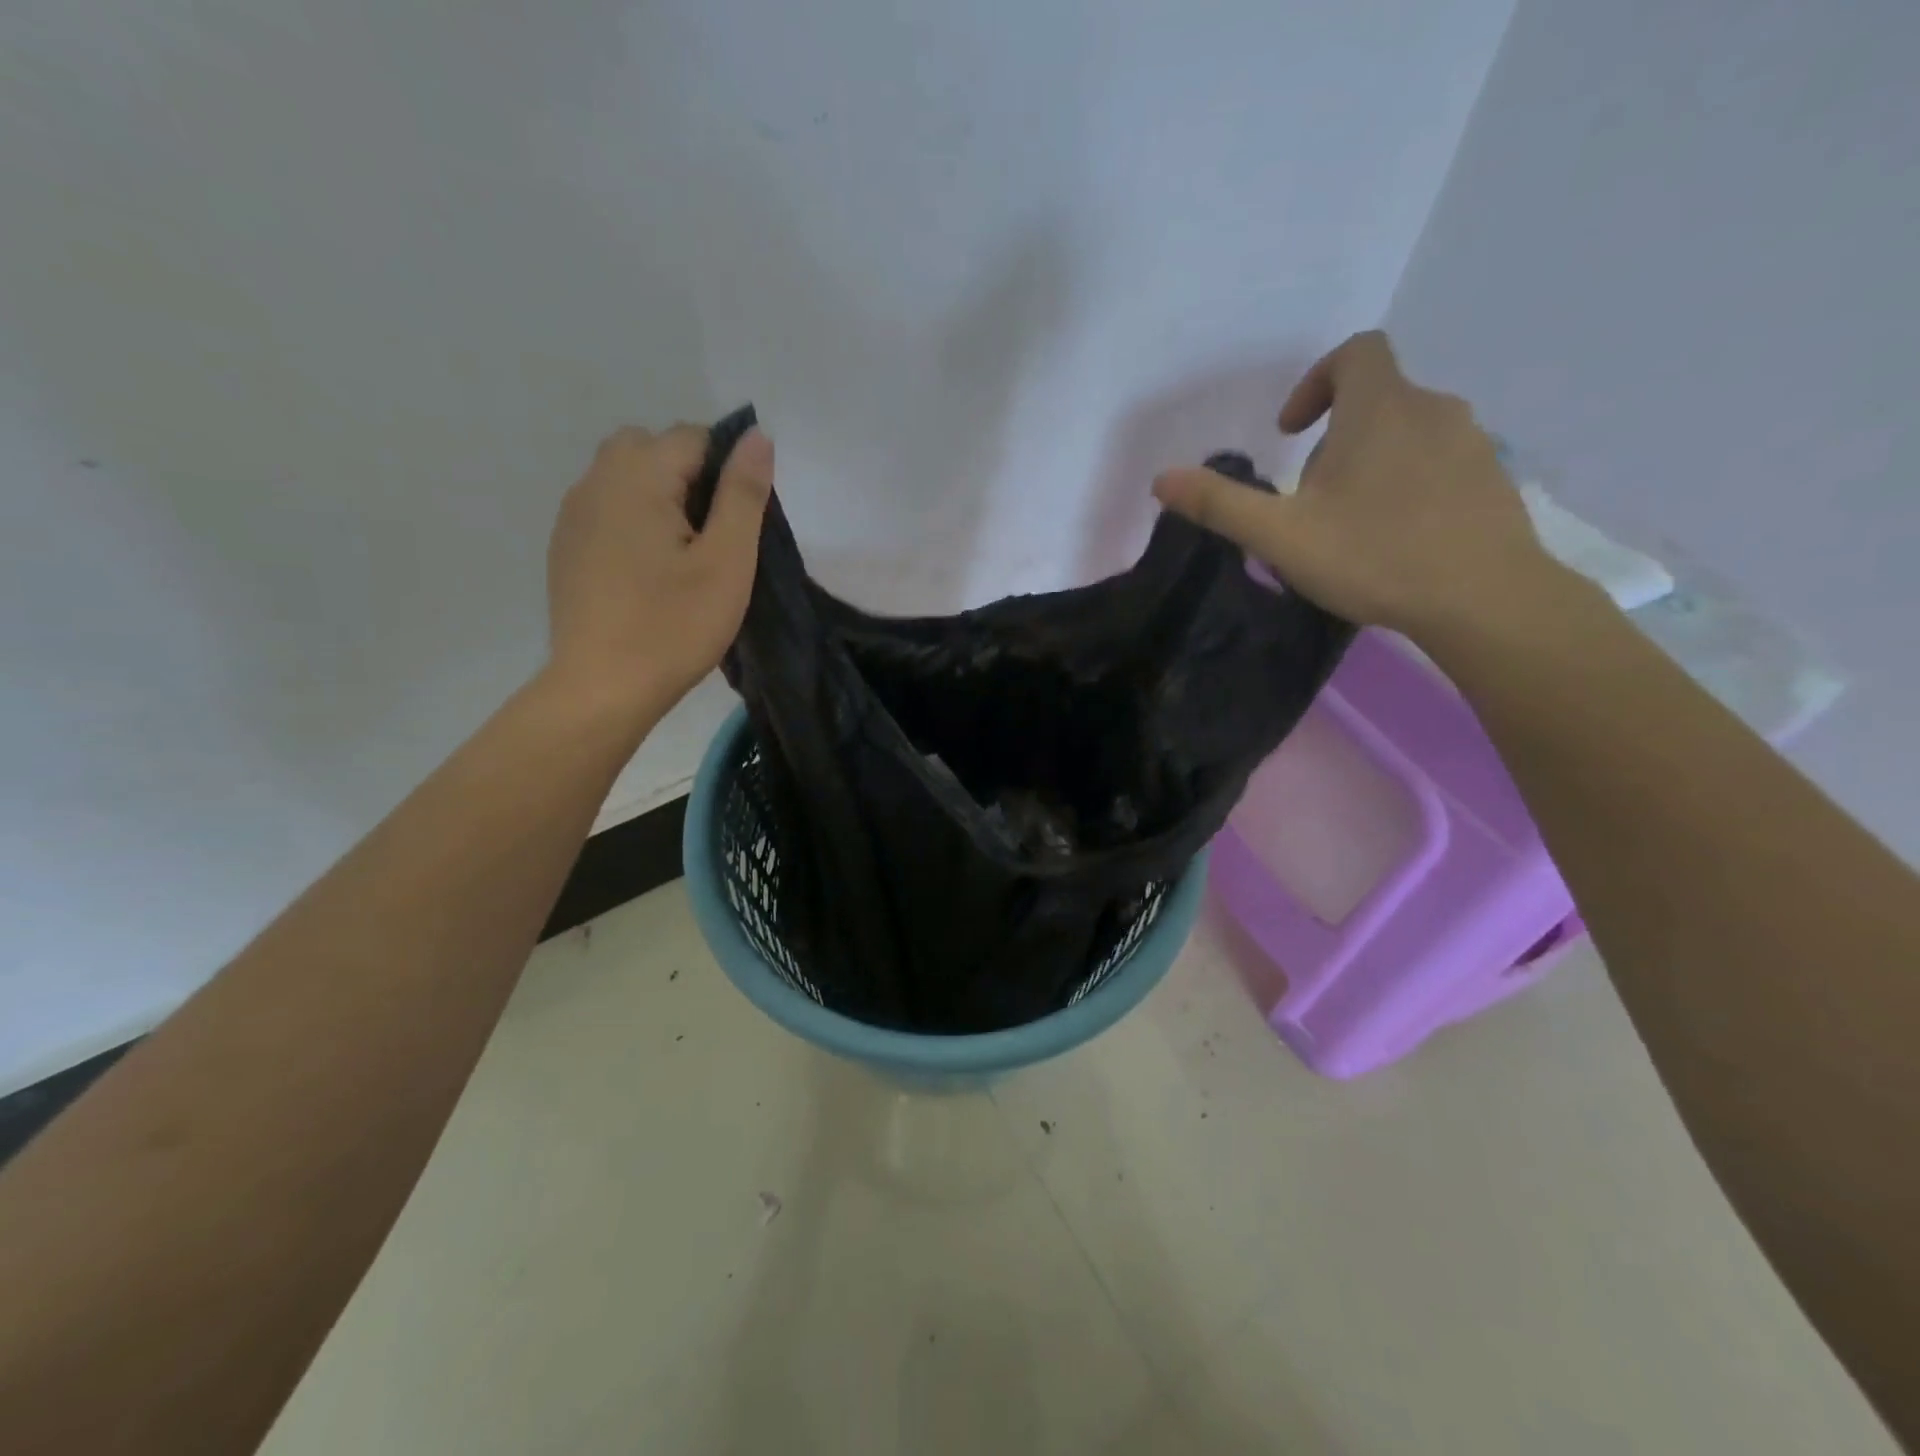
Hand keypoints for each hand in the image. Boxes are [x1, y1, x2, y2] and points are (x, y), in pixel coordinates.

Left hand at [544, 423, 772, 720]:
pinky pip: (606, 508)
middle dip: (688, 475)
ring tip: (680, 556)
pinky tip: (647, 573)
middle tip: (710, 538)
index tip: (736, 525)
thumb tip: (757, 436)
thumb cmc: (674, 626)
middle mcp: (596, 481)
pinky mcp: (566, 546)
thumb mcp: (727, 562)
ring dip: (659, 497)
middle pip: (651, 447)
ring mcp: (573, 514)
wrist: (602, 688)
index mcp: (637, 477)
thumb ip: (743, 494)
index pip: (693, 437)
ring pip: (624, 476)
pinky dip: (633, 520)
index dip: (726, 471)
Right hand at [1152, 331, 1563, 639]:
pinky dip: (1409, 483)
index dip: (1316, 381)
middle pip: (1377, 399)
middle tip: (1309, 498)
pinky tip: (1396, 537)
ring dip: (1371, 462)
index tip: (1291, 432)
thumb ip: (1221, 504)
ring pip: (1409, 433)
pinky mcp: (1494, 480)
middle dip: (1335, 438)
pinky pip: (1440, 463)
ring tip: (1349, 522)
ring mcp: (1473, 443)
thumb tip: (1161, 480)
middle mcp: (1433, 409)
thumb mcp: (1281, 535)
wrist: (1484, 599)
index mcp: (1381, 408)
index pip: (1356, 353)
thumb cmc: (1373, 555)